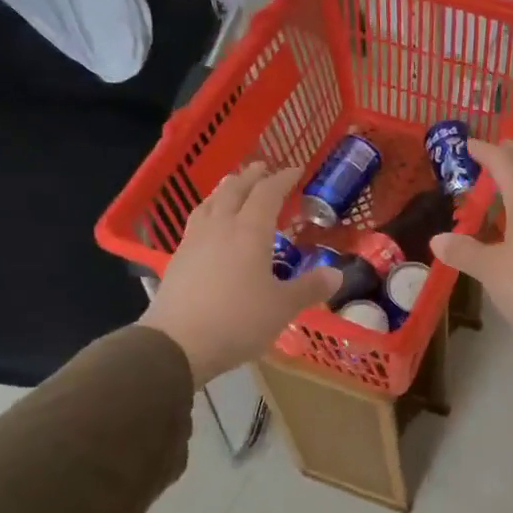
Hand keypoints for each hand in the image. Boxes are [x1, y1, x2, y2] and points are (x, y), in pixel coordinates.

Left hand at [140, 164, 340, 383]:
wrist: (176, 344)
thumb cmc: (237, 320)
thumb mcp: (282, 307)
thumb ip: (310, 288)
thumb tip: (336, 274)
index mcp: (249, 231)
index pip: (267, 193)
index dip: (282, 179)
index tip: (295, 171)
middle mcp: (220, 228)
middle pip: (233, 191)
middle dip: (250, 177)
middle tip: (262, 168)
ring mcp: (194, 242)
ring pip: (209, 203)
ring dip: (224, 190)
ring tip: (232, 187)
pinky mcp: (177, 260)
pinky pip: (195, 223)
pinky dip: (208, 212)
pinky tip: (209, 226)